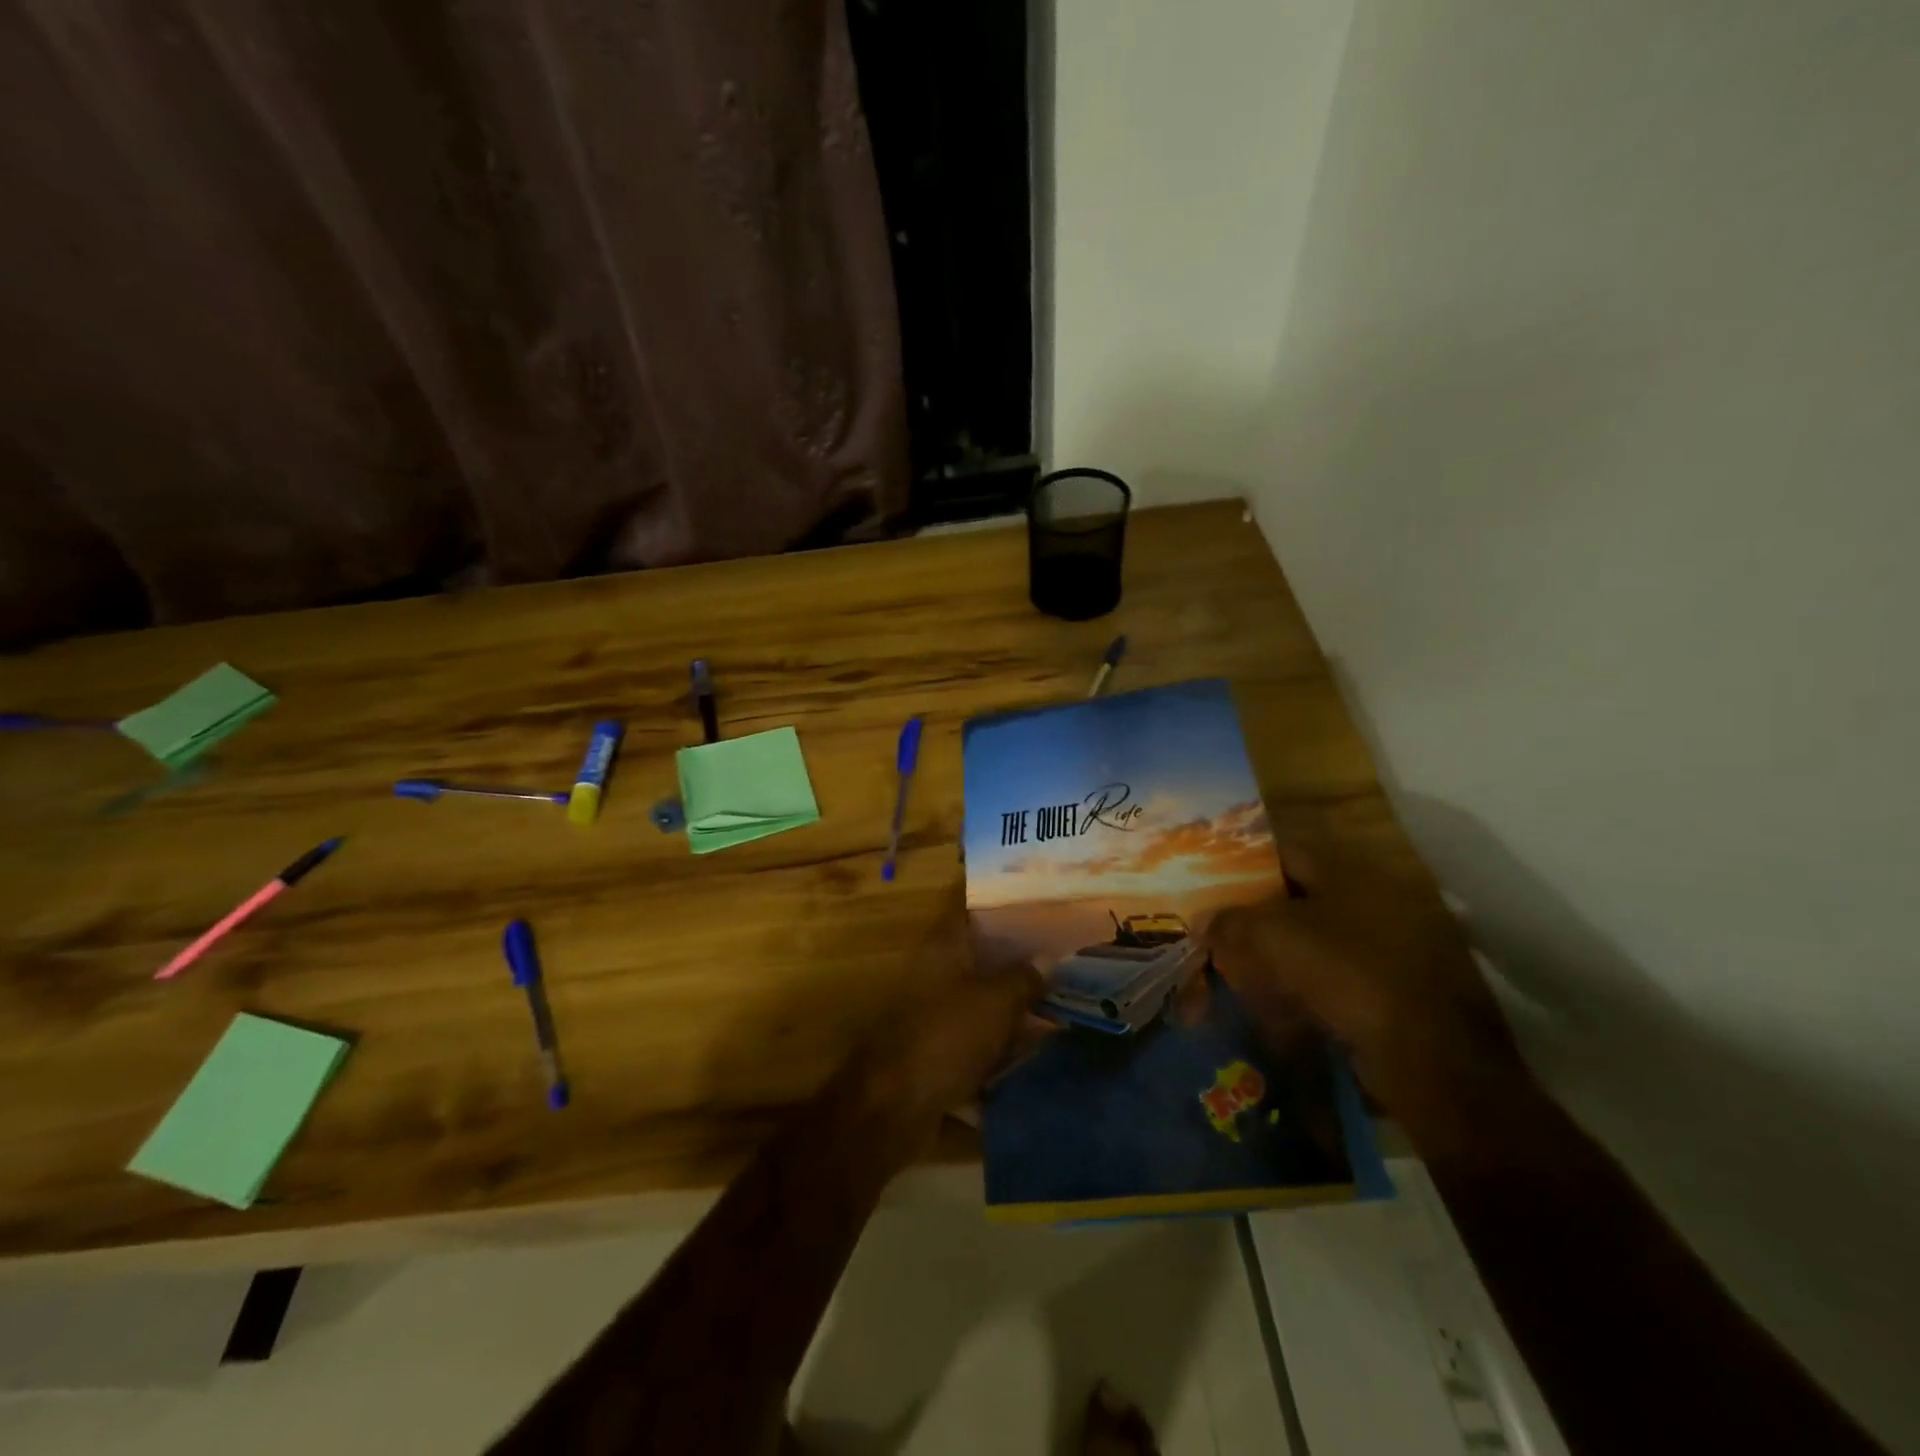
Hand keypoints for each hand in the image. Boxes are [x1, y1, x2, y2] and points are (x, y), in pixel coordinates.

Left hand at [847, 902, 1044, 1138]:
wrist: (894, 1104)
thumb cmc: (946, 1036)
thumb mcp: (996, 1002)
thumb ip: (1024, 977)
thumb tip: (1047, 960)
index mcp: (943, 946)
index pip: (970, 907)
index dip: (1002, 902)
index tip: (1037, 903)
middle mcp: (934, 969)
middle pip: (980, 953)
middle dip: (1017, 956)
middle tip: (1061, 956)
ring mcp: (931, 1008)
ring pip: (979, 994)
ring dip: (1011, 999)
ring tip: (1056, 999)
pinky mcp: (934, 1045)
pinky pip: (974, 1031)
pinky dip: (999, 1036)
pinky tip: (1032, 1044)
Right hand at [1205, 842, 1530, 1120]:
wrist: (1425, 1051)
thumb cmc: (1345, 971)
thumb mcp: (1274, 937)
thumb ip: (1231, 921)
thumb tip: (1202, 920)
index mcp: (1348, 873)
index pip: (1285, 853)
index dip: (1246, 862)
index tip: (1212, 878)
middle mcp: (1372, 900)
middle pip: (1299, 897)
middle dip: (1258, 912)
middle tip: (1219, 926)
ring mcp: (1387, 945)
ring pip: (1315, 939)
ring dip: (1278, 951)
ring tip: (1238, 967)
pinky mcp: (1391, 988)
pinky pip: (1334, 976)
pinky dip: (1303, 984)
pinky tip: (1275, 1001)